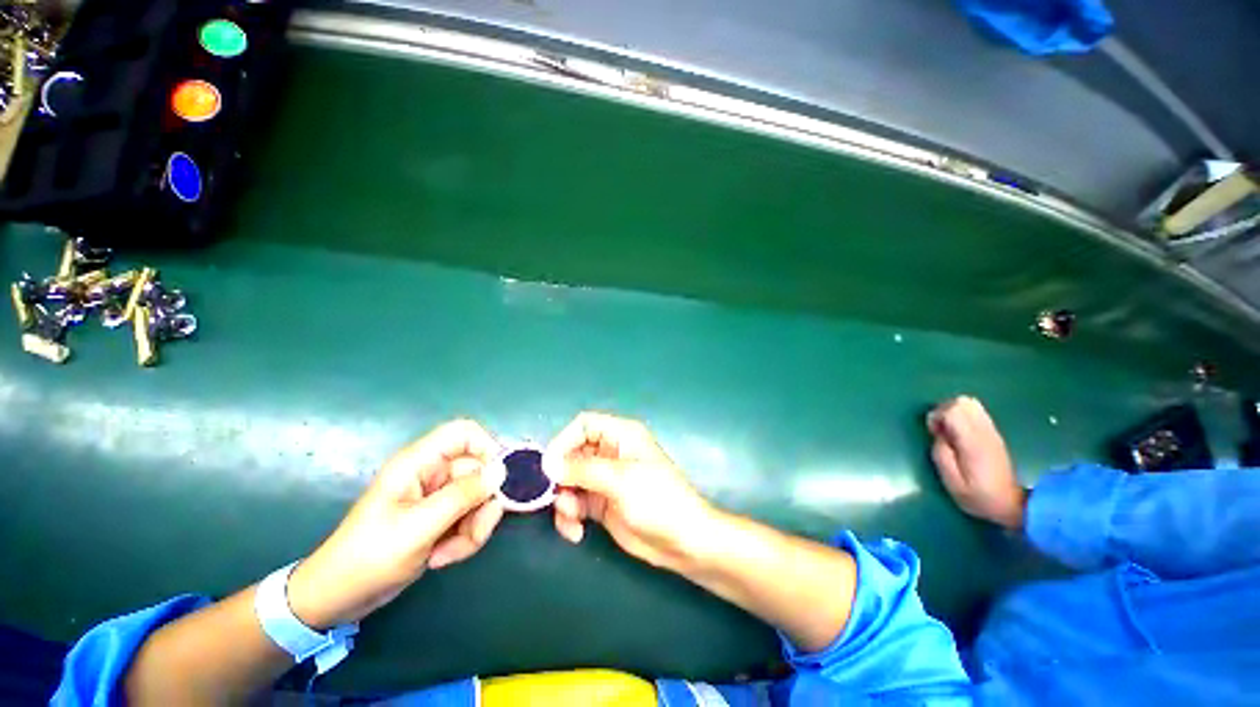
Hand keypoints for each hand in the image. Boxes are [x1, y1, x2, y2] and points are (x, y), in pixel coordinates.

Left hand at [288, 420, 506, 627]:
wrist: (340, 599)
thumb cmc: (369, 557)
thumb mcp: (418, 527)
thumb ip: (463, 495)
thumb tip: (501, 471)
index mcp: (419, 463)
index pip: (465, 433)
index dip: (487, 448)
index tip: (498, 480)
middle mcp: (433, 473)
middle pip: (480, 472)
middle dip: (480, 506)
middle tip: (470, 535)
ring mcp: (439, 496)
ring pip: (480, 498)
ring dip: (473, 528)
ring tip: (447, 553)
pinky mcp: (442, 517)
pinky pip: (472, 517)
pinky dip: (465, 539)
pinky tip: (441, 557)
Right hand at [545, 412, 717, 570]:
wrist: (683, 541)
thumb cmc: (658, 500)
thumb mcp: (621, 480)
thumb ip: (583, 470)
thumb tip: (548, 464)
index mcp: (621, 435)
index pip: (584, 425)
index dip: (564, 440)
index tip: (549, 466)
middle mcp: (610, 453)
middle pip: (572, 454)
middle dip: (561, 477)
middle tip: (557, 498)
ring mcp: (605, 479)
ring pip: (569, 481)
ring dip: (564, 501)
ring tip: (572, 519)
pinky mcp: (601, 503)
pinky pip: (575, 503)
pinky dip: (570, 516)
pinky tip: (576, 532)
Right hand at [928, 396, 1026, 528]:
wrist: (1012, 504)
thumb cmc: (978, 496)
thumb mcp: (952, 481)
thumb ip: (941, 454)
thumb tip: (937, 435)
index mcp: (973, 442)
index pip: (954, 410)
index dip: (937, 416)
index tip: (933, 432)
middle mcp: (984, 431)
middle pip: (963, 402)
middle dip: (944, 410)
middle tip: (939, 429)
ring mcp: (992, 431)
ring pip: (971, 404)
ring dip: (954, 411)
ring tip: (948, 430)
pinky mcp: (994, 434)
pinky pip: (977, 412)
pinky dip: (963, 416)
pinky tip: (960, 433)